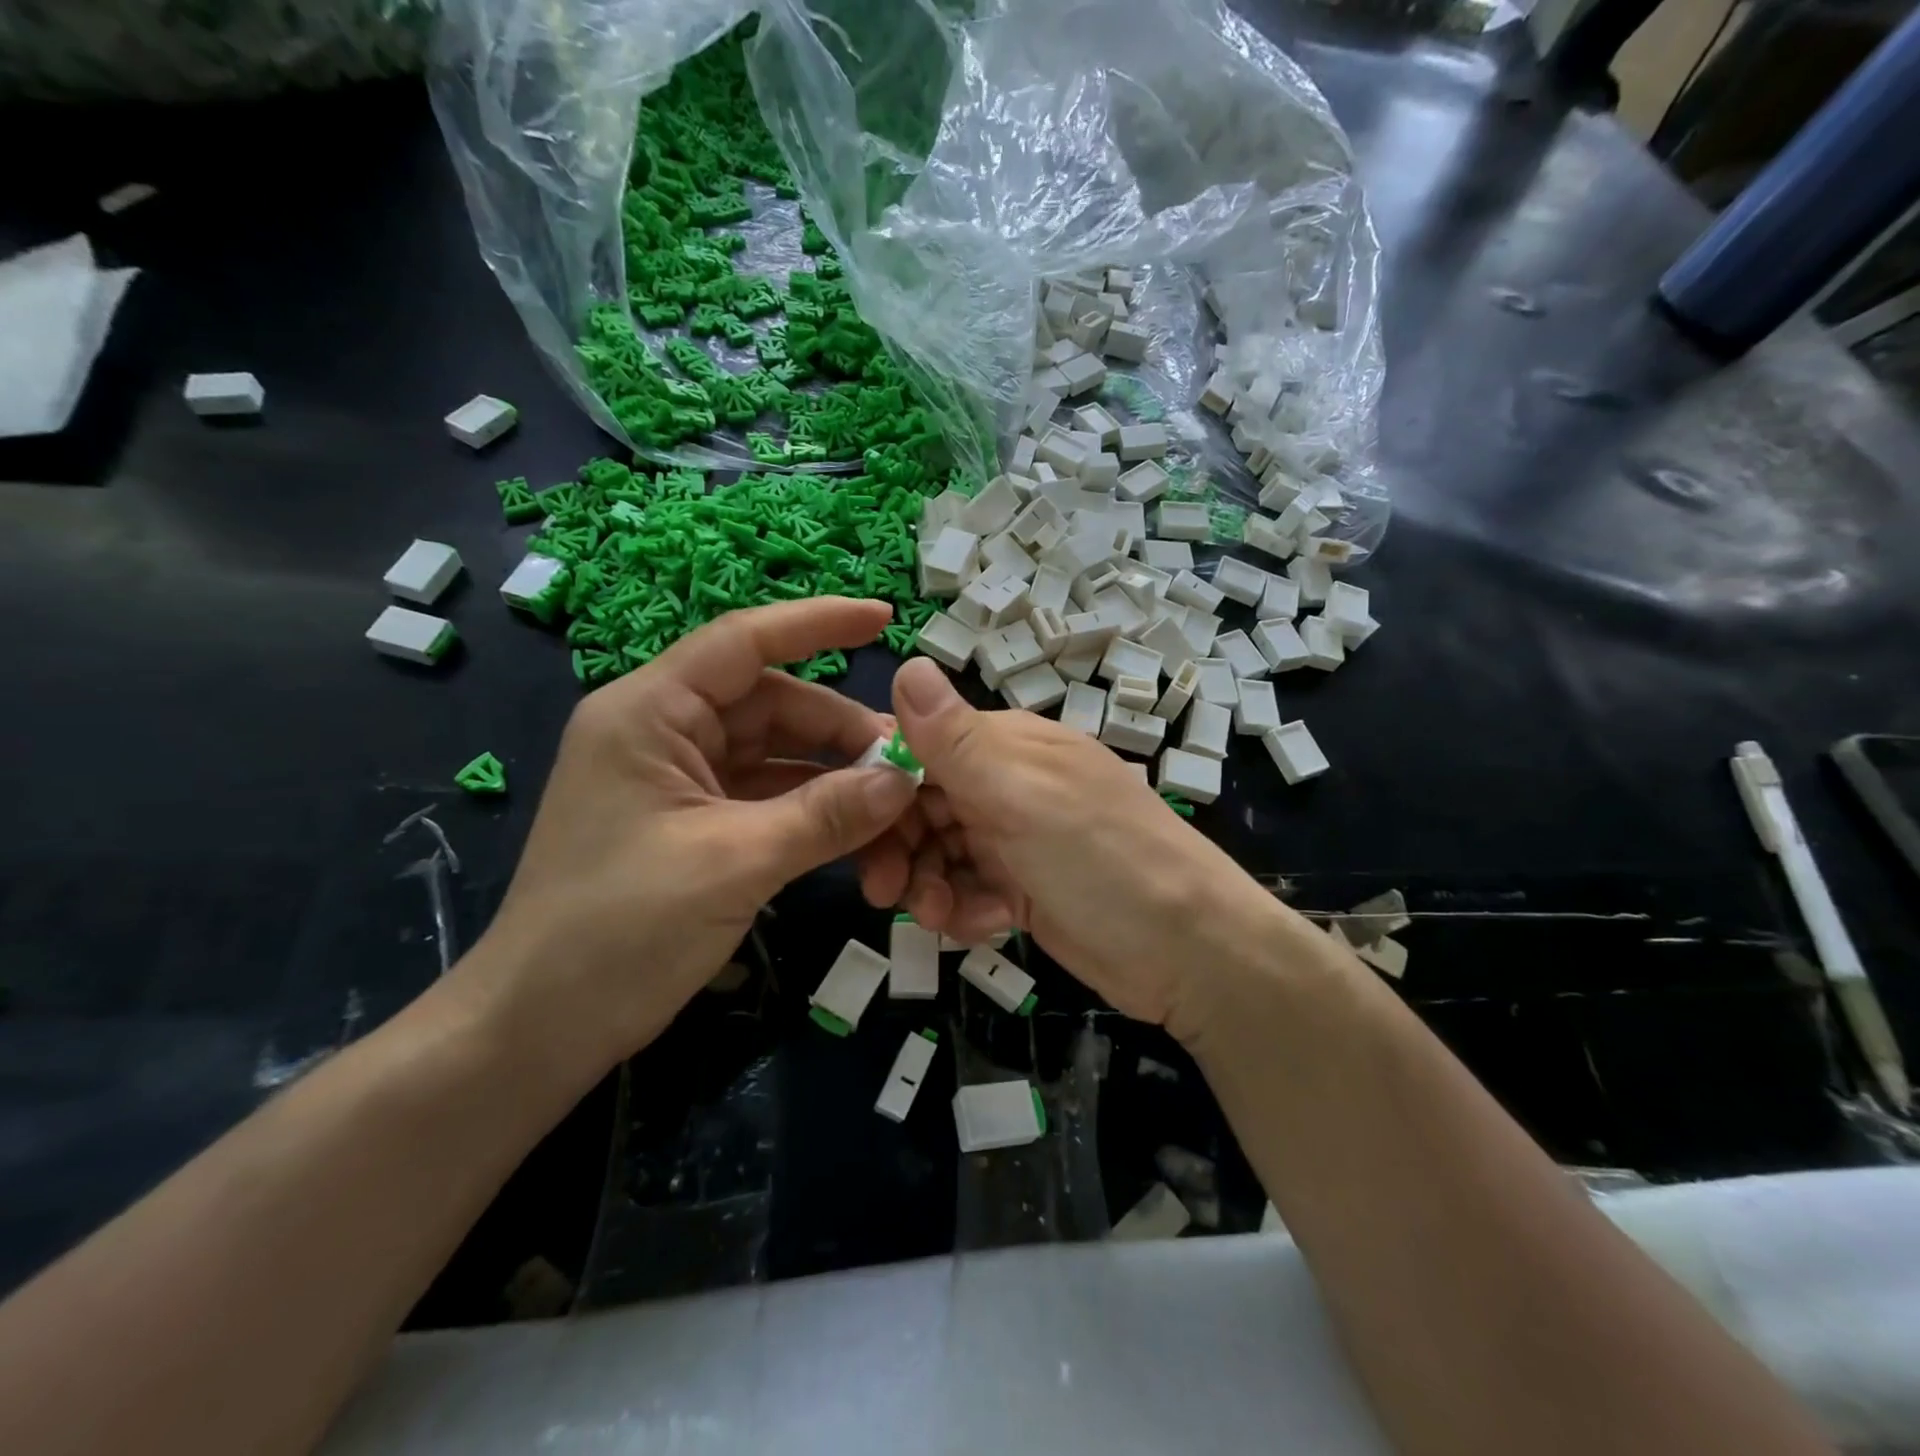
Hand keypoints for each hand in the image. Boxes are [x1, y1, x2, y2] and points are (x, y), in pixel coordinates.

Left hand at [460, 598, 919, 1079]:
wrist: (539, 1029)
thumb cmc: (619, 930)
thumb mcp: (734, 863)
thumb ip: (826, 815)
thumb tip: (905, 779)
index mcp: (650, 712)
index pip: (743, 642)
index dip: (817, 622)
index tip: (886, 617)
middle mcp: (664, 732)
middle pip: (772, 705)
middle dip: (840, 731)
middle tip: (907, 763)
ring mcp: (679, 780)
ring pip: (776, 754)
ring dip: (833, 778)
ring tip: (894, 804)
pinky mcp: (693, 823)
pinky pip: (767, 797)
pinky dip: (812, 810)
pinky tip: (859, 831)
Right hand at [860, 658, 1291, 1037]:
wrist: (1190, 953)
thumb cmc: (1103, 860)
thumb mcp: (1022, 796)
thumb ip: (957, 740)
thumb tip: (906, 661)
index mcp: (1007, 746)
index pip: (919, 747)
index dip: (882, 785)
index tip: (856, 828)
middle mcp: (1007, 785)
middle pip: (922, 805)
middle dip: (899, 848)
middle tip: (885, 894)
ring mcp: (1017, 838)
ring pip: (940, 853)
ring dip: (930, 886)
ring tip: (946, 917)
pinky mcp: (1025, 887)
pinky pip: (968, 889)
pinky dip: (967, 909)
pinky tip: (990, 926)